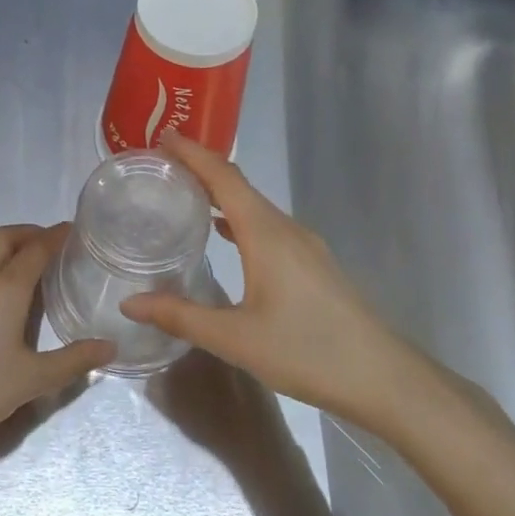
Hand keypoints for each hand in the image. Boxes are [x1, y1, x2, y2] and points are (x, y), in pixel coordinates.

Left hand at [0, 223, 113, 452]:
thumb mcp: (33, 380)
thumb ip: (73, 361)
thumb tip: (110, 347)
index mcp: (7, 289)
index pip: (36, 250)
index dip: (55, 236)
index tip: (71, 230)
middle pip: (4, 237)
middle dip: (28, 232)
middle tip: (46, 240)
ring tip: (10, 253)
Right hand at [120, 134, 437, 434]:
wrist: (384, 379)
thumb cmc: (308, 351)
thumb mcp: (235, 338)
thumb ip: (180, 316)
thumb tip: (129, 303)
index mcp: (265, 233)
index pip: (223, 177)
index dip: (192, 153)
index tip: (160, 136)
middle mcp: (285, 228)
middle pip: (238, 184)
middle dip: (200, 168)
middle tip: (159, 165)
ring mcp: (304, 245)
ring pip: (254, 205)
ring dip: (219, 193)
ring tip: (183, 194)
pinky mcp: (312, 264)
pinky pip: (267, 225)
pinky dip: (237, 218)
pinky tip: (223, 234)